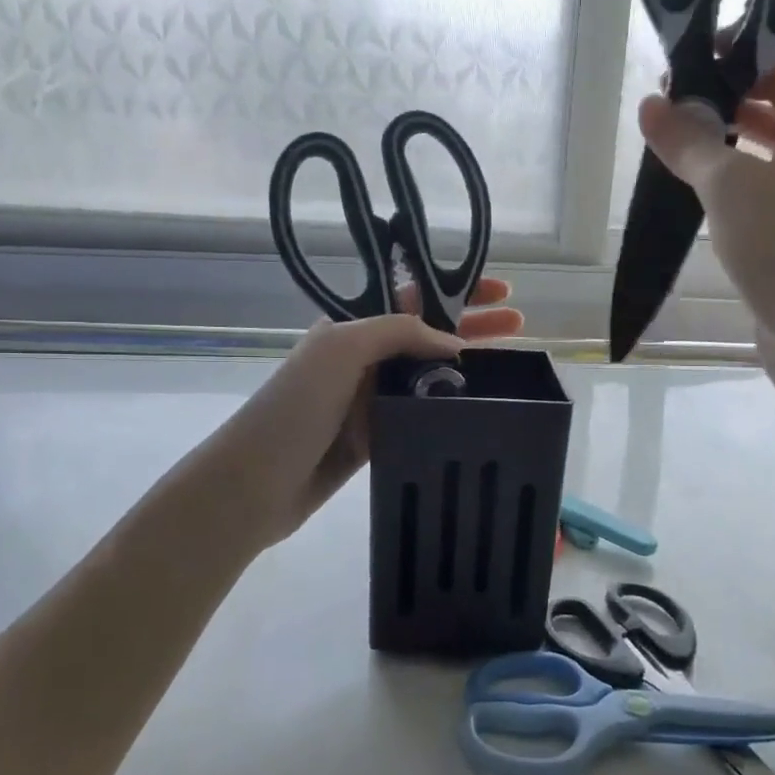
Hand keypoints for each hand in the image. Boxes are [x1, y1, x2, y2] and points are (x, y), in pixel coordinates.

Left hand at [207, 279, 522, 546]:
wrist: (255, 484)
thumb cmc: (295, 406)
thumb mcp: (342, 348)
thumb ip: (399, 333)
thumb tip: (457, 346)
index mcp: (353, 327)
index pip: (414, 298)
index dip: (457, 290)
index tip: (500, 292)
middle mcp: (363, 358)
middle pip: (428, 334)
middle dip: (473, 325)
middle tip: (519, 326)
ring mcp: (369, 399)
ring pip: (429, 376)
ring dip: (468, 369)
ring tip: (512, 368)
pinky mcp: (376, 437)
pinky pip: (420, 414)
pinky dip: (449, 409)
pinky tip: (480, 410)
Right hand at [639, 28, 774, 403]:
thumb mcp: (729, 187)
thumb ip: (689, 140)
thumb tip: (651, 103)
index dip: (766, 24)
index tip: (710, 34)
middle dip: (741, 71)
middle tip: (682, 78)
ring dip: (737, 116)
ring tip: (680, 116)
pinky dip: (741, 157)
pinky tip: (698, 165)